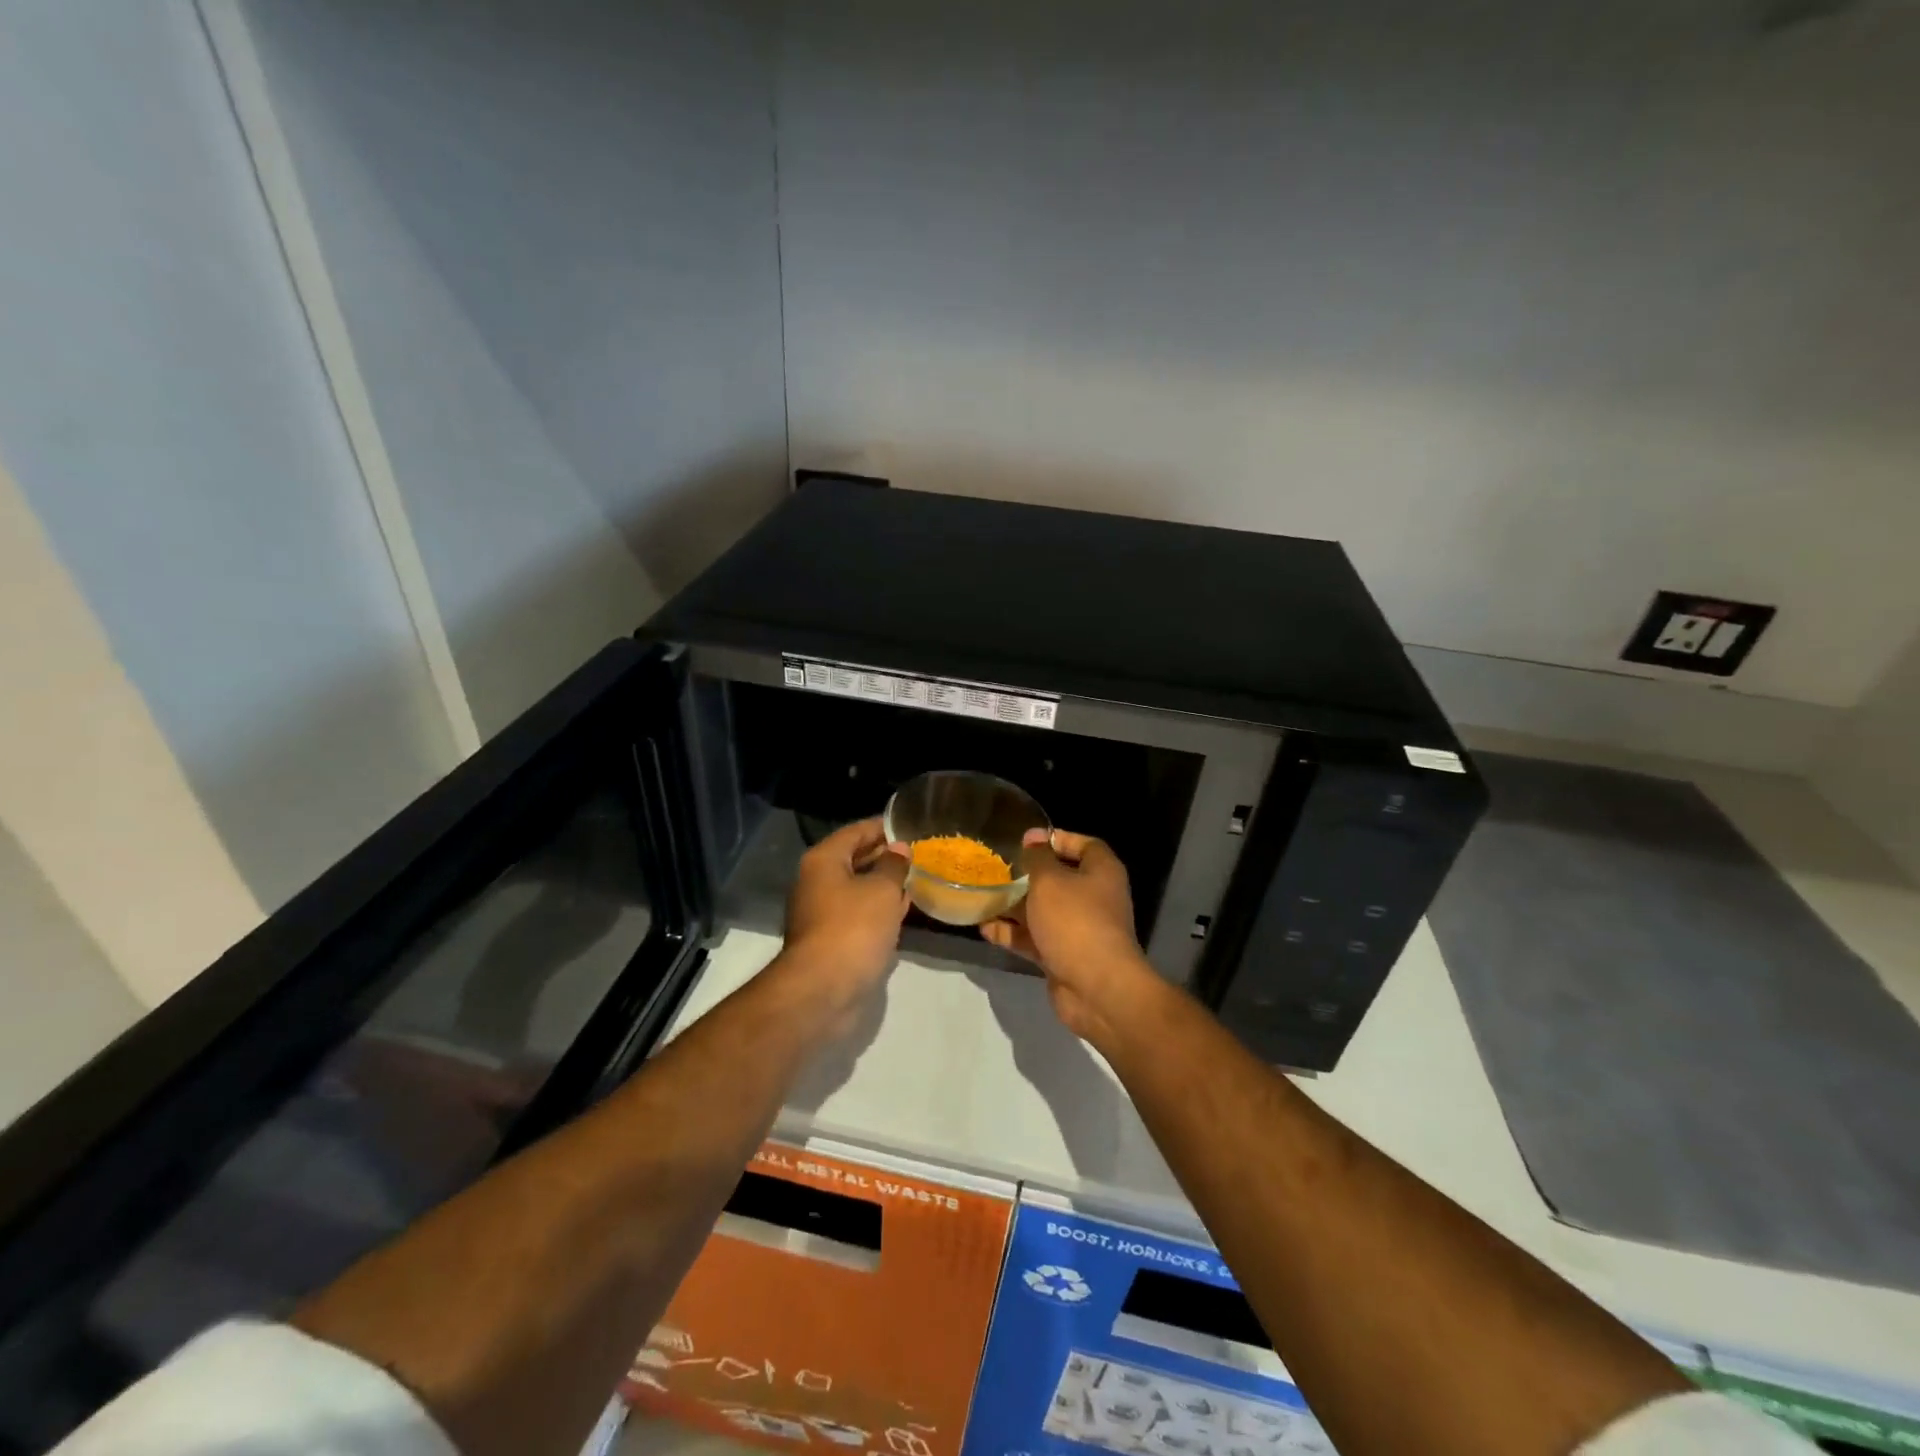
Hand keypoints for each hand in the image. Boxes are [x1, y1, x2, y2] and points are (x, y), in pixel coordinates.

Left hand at [779, 817, 909, 1013]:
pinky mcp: (831, 940)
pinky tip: (902, 910)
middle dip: (885, 856)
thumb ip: (893, 865)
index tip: (910, 825)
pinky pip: (858, 914)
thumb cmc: (853, 928)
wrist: (824, 991)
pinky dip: (878, 909)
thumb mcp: (882, 890)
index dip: (882, 826)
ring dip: (884, 885)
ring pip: (858, 889)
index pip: (855, 831)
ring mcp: (821, 914)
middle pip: (854, 859)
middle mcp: (816, 882)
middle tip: (919, 852)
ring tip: (916, 878)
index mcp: (823, 861)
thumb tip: (898, 848)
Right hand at [981, 829, 1163, 1042]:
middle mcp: (1093, 898)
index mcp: (1101, 872)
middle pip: (1059, 879)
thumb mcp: (1050, 881)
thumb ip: (1037, 858)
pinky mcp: (1063, 956)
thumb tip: (1033, 838)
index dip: (1058, 838)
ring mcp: (1078, 929)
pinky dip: (1013, 934)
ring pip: (1042, 911)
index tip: (1028, 840)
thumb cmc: (1076, 921)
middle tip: (998, 868)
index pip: (1085, 845)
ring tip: (984, 897)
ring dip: (1014, 906)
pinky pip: (1035, 939)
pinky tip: (985, 929)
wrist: (1097, 988)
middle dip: (1028, 875)